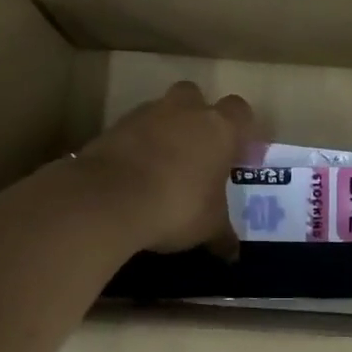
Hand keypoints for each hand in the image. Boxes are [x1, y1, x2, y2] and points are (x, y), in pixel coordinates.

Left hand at [77, 82, 254, 252]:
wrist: (108, 199)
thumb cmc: (177, 206)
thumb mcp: (208, 227)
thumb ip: (223, 235)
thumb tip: (232, 253)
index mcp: (218, 128)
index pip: (241, 112)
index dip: (243, 132)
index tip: (240, 156)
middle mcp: (184, 110)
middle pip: (196, 97)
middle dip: (198, 118)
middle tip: (200, 152)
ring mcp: (144, 115)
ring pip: (161, 112)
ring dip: (166, 132)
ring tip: (165, 168)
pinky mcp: (112, 127)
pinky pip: (133, 131)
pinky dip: (137, 147)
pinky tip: (137, 176)